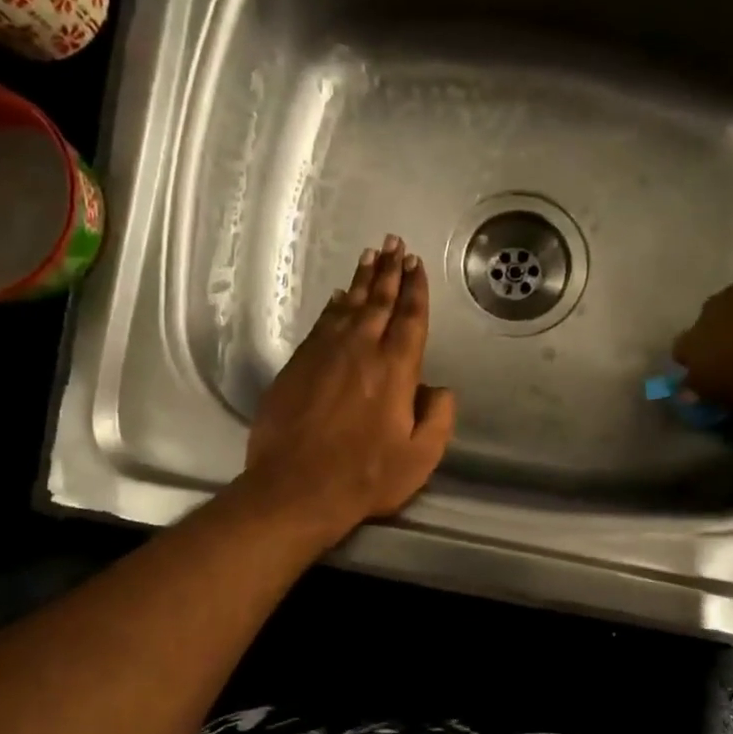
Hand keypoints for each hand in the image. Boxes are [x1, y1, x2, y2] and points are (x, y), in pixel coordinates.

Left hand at [243, 235, 456, 544]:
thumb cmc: (364, 477)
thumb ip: (437, 417)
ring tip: (370, 257)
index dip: (415, 289)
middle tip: (394, 244)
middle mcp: (360, 351)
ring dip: (361, 281)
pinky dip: (332, 307)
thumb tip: (437, 388)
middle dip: (389, 271)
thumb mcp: (420, 457)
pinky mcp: (296, 366)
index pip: (409, 318)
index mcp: (395, 369)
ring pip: (347, 307)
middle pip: (378, 302)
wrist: (295, 489)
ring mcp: (324, 355)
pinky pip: (320, 325)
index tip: (416, 264)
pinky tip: (337, 297)